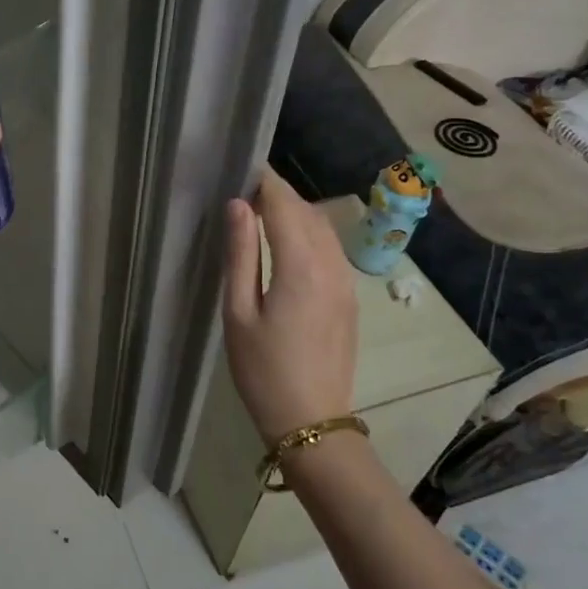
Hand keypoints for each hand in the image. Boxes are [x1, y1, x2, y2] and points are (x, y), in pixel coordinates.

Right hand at [221, 167, 357, 446]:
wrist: (312, 421)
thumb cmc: (264, 370)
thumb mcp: (239, 313)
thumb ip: (241, 255)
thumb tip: (237, 205)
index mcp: (300, 266)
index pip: (283, 204)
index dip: (263, 181)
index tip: (240, 167)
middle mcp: (330, 264)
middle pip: (306, 211)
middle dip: (277, 194)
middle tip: (242, 190)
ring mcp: (346, 281)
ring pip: (323, 228)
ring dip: (294, 212)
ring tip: (260, 213)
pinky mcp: (350, 297)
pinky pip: (330, 249)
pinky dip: (309, 233)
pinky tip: (287, 244)